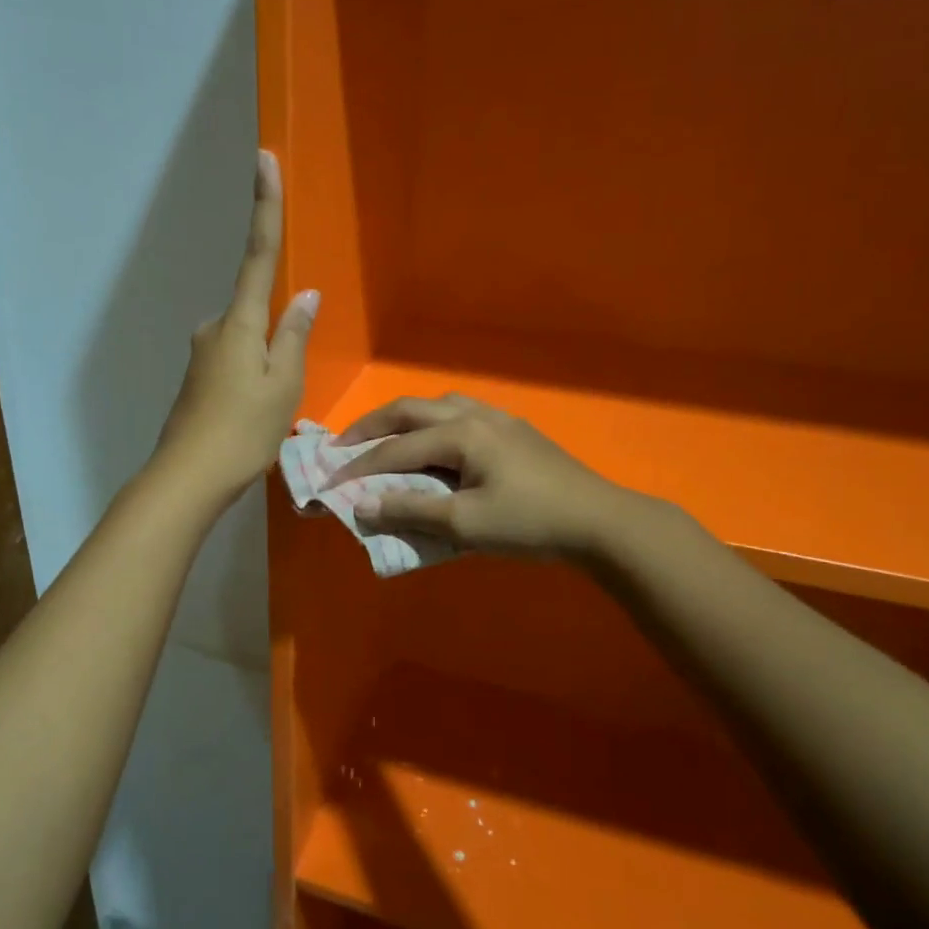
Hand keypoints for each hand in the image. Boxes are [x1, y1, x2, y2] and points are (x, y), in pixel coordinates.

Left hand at [152, 150, 317, 506]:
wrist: (188, 477)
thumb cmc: (243, 431)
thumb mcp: (283, 385)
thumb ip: (294, 336)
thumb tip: (306, 295)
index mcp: (240, 322)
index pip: (258, 253)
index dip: (264, 206)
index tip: (264, 159)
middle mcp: (215, 327)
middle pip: (256, 310)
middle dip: (277, 337)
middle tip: (281, 393)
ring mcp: (202, 352)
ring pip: (247, 341)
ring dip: (265, 365)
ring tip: (266, 414)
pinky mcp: (197, 376)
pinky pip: (235, 361)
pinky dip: (251, 378)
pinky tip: (251, 415)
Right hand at [330, 394, 663, 560]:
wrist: (598, 522)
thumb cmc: (528, 522)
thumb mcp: (464, 523)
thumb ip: (411, 510)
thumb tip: (363, 506)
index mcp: (460, 433)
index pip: (396, 448)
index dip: (359, 466)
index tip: (330, 481)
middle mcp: (475, 415)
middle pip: (411, 410)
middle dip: (372, 426)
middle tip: (343, 444)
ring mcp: (499, 420)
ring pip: (439, 405)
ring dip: (406, 419)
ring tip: (387, 439)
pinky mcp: (516, 431)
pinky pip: (462, 414)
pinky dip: (434, 424)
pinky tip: (438, 444)